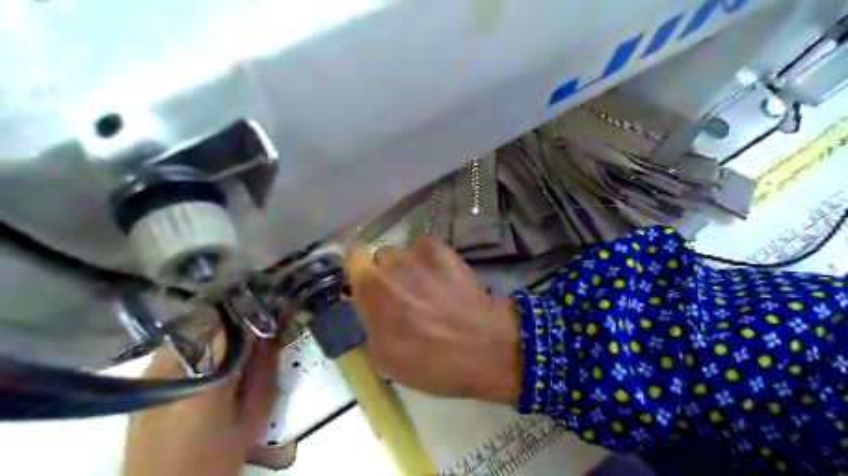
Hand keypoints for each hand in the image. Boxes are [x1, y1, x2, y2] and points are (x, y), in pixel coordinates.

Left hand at [123, 333, 278, 475]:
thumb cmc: (214, 459)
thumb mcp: (252, 418)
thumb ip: (263, 372)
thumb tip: (271, 337)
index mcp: (206, 378)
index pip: (233, 329)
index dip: (255, 322)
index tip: (270, 323)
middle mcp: (174, 368)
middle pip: (212, 327)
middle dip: (237, 329)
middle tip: (253, 343)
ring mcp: (153, 373)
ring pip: (194, 334)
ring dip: (217, 338)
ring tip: (231, 357)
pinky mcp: (144, 381)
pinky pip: (178, 348)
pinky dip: (198, 349)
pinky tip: (207, 369)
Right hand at [347, 238, 519, 403]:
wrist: (482, 348)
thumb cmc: (431, 362)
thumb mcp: (384, 357)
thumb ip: (370, 323)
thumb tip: (372, 308)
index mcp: (371, 291)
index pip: (353, 259)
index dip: (361, 271)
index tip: (370, 284)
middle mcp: (391, 265)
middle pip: (381, 256)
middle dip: (388, 271)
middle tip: (404, 292)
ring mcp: (419, 254)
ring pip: (405, 252)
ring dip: (410, 266)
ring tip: (429, 287)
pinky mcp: (444, 250)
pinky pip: (427, 249)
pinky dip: (432, 260)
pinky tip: (446, 280)